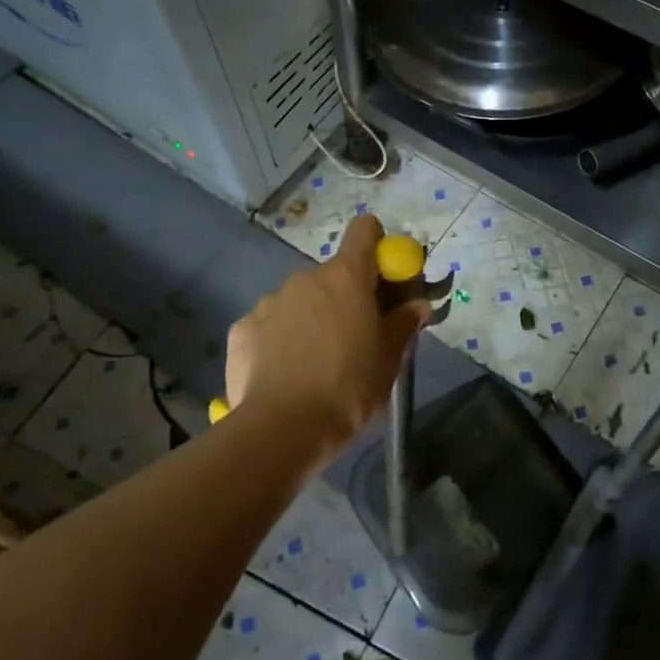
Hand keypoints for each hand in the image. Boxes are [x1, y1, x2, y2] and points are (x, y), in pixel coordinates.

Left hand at [225, 214, 428, 450]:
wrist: (280, 430)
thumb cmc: (348, 388)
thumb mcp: (389, 359)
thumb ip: (404, 324)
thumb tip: (417, 304)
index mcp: (346, 277)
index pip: (366, 230)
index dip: (379, 247)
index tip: (387, 279)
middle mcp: (306, 278)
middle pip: (334, 274)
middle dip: (347, 297)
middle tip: (357, 337)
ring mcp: (269, 301)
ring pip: (301, 300)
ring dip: (312, 318)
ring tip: (316, 364)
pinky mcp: (242, 329)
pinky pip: (270, 324)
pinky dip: (280, 339)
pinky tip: (284, 374)